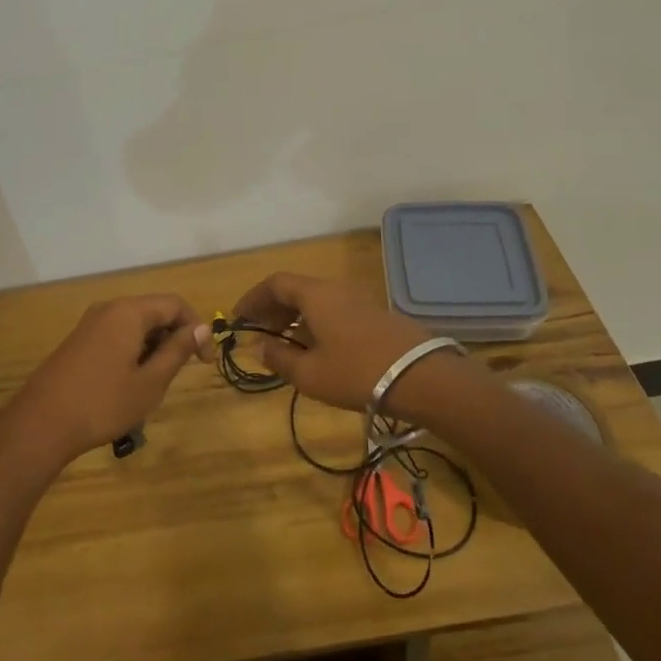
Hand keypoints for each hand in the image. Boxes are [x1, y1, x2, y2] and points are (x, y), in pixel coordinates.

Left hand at [5, 294, 207, 466]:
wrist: (40, 424)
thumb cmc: (102, 404)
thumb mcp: (150, 382)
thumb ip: (177, 351)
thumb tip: (202, 328)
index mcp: (129, 312)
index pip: (175, 304)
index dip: (196, 328)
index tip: (204, 362)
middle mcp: (109, 308)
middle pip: (154, 311)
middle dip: (173, 338)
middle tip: (179, 374)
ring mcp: (89, 324)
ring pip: (134, 326)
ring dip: (152, 347)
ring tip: (153, 384)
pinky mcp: (78, 341)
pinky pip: (116, 335)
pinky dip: (132, 351)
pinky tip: (128, 384)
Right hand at [233, 272, 474, 421]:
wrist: (422, 377)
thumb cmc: (357, 373)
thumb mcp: (310, 374)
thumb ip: (279, 358)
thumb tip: (259, 347)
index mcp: (315, 295)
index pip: (275, 283)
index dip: (253, 298)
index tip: (238, 318)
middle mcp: (335, 289)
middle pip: (296, 289)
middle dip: (272, 308)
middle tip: (258, 332)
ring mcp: (359, 300)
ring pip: (317, 300)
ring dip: (295, 317)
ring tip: (284, 344)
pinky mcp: (375, 315)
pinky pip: (334, 310)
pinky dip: (316, 323)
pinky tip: (317, 349)